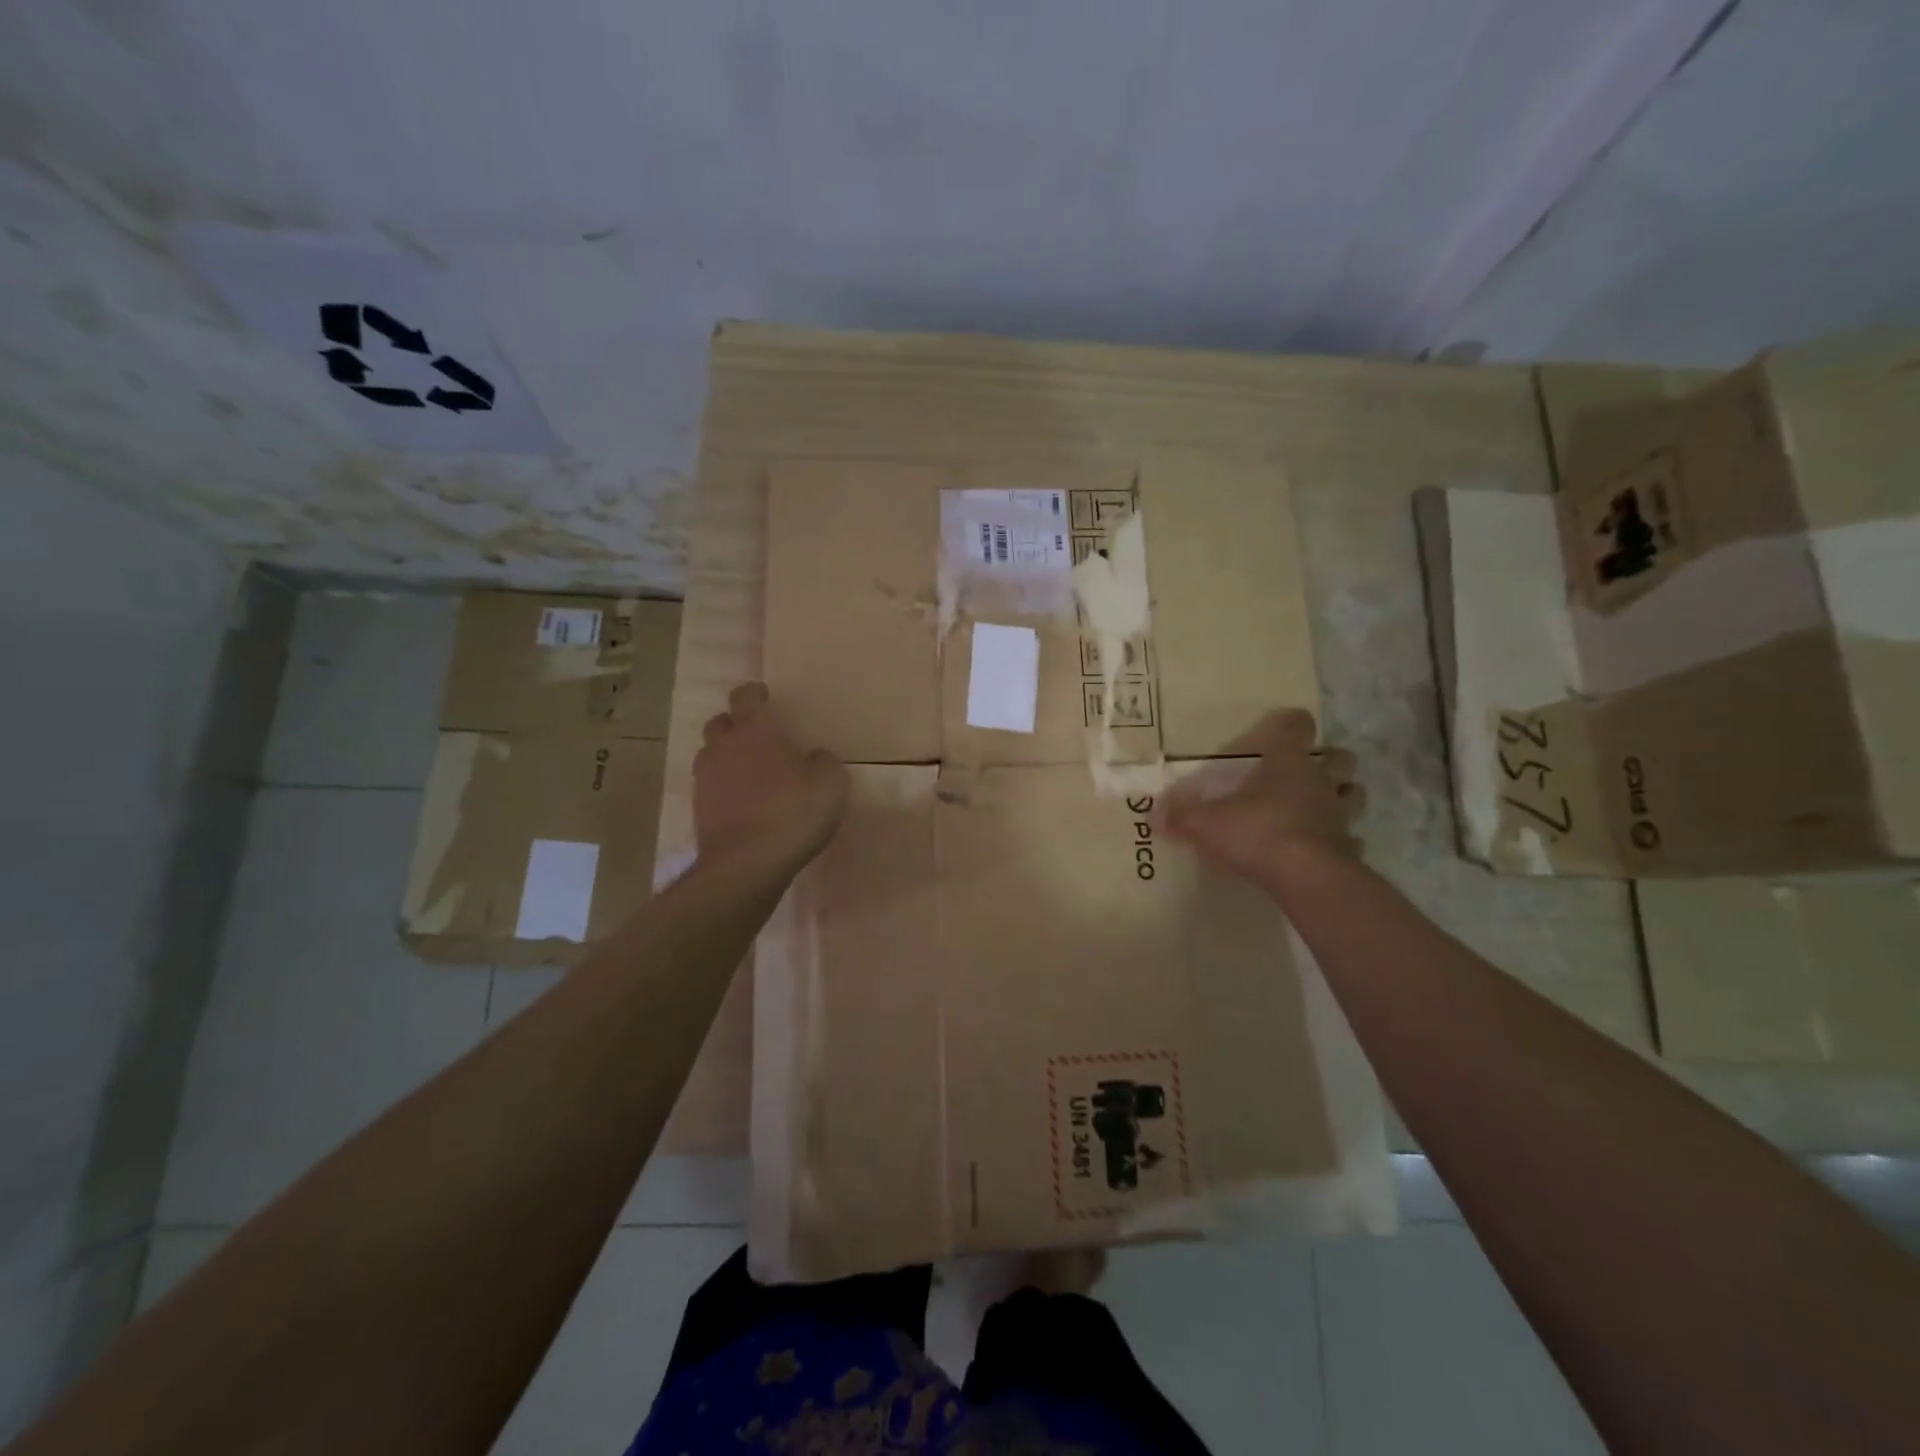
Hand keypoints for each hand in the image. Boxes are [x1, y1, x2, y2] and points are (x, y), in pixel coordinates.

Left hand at [694, 683, 848, 867]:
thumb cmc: (792, 814)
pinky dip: (724, 788)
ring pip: (710, 755)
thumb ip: (824, 762)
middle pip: (720, 723)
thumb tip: (815, 757)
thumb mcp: (830, 784)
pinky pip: (710, 787)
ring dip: (726, 756)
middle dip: (735, 724)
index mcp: (755, 732)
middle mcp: (724, 748)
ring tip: (748, 771)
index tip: (764, 695)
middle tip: (756, 736)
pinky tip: (743, 803)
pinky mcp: (699, 810)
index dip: (754, 693)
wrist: (747, 865)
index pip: (745, 697)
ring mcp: (706, 780)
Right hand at [1160, 709, 1362, 882]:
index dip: (1293, 723)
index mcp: (1286, 764)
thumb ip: (1180, 816)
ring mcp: (1338, 815)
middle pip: (1341, 759)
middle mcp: (1318, 782)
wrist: (1306, 875)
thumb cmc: (1256, 832)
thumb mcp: (1206, 823)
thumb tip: (1153, 814)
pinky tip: (1325, 849)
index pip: (1297, 728)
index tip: (1289, 724)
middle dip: (1331, 760)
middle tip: (1312, 769)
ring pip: (1355, 795)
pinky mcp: (1348, 848)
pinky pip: (1350, 839)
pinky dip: (1342, 841)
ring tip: (1324, 805)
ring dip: (1344, 796)